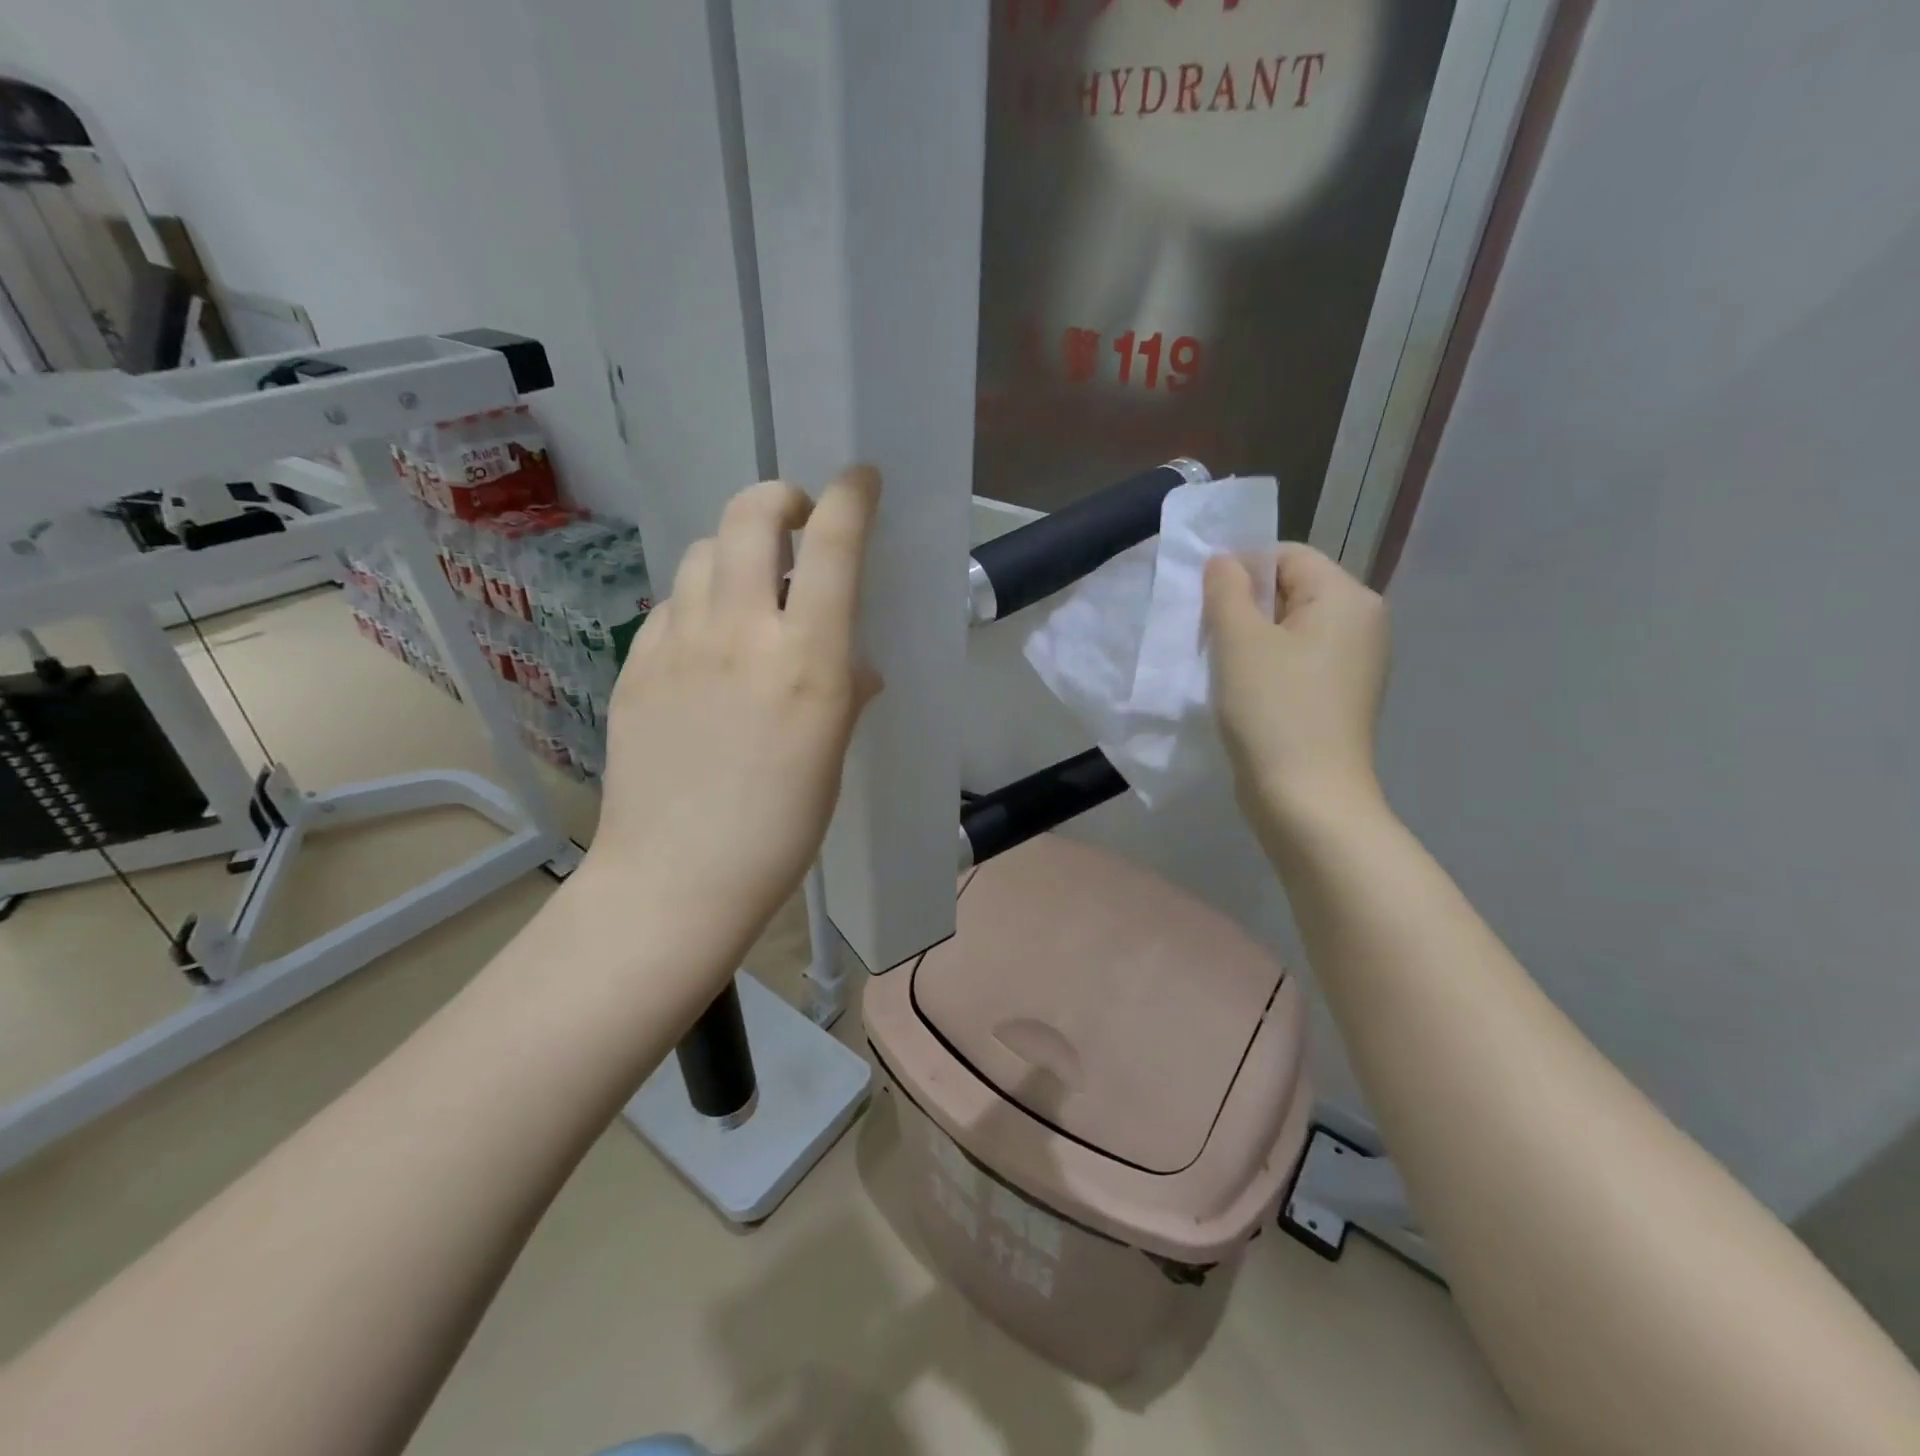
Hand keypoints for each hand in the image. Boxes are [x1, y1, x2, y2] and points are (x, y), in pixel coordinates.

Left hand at [585, 467, 882, 976]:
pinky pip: (670, 606)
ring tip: (748, 589)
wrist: (675, 877)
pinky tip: (704, 646)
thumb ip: (843, 692)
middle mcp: (738, 632)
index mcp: (805, 658)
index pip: (832, 545)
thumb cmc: (778, 829)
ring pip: (701, 553)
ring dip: (732, 552)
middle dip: (779, 500)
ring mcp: (676, 644)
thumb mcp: (830, 756)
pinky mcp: (634, 666)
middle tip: (795, 524)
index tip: (861, 480)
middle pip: (749, 516)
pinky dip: (697, 603)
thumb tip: (853, 665)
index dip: (851, 497)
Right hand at [1203, 542, 1390, 836]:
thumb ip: (1226, 590)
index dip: (1240, 571)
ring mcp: (1355, 663)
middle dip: (1245, 608)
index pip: (1286, 556)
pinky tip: (1244, 692)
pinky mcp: (1339, 695)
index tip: (1206, 608)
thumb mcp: (1239, 642)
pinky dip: (1267, 666)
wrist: (1307, 800)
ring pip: (1290, 628)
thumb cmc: (1273, 712)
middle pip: (1291, 590)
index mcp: (1347, 598)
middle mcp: (1362, 622)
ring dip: (1251, 640)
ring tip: (1224, 669)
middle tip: (1211, 640)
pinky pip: (1298, 660)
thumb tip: (1224, 561)